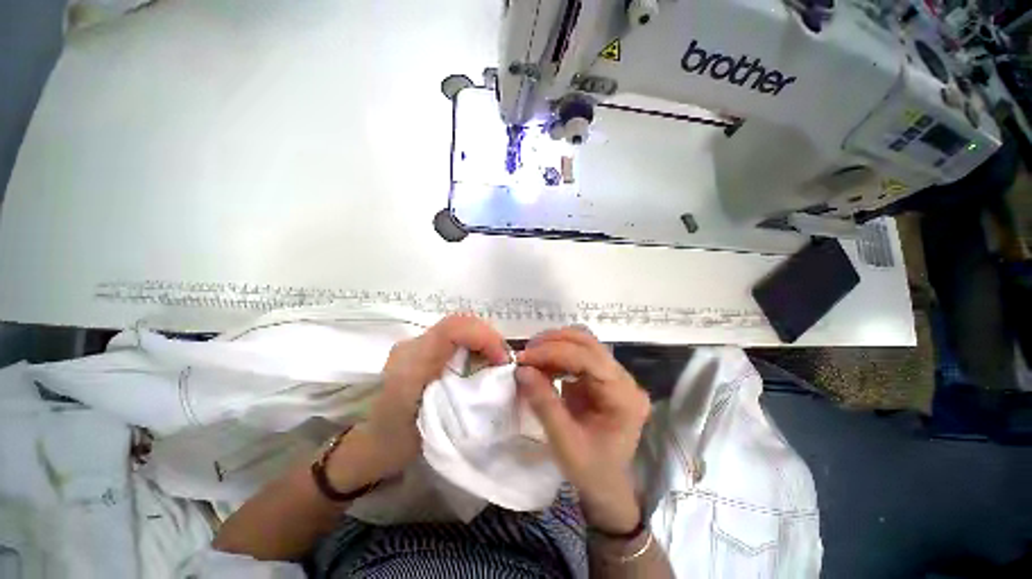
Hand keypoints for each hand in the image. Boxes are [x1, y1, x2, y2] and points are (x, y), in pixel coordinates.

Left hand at [358, 314, 509, 479]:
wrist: (373, 442)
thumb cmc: (401, 443)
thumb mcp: (438, 427)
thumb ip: (467, 396)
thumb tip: (499, 375)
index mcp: (411, 364)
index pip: (452, 329)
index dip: (484, 336)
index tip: (501, 359)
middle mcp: (411, 346)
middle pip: (458, 323)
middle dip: (488, 337)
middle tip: (503, 360)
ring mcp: (414, 344)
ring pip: (457, 327)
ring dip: (481, 339)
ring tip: (495, 361)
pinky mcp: (418, 348)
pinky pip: (452, 336)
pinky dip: (472, 344)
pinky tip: (478, 361)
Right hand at [515, 327, 650, 533]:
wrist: (607, 486)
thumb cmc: (591, 471)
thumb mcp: (564, 442)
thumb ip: (544, 403)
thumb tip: (521, 370)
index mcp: (624, 397)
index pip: (588, 359)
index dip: (554, 352)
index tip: (524, 358)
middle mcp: (624, 379)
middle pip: (588, 343)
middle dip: (553, 343)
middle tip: (526, 353)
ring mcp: (614, 376)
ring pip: (584, 343)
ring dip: (554, 345)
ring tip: (531, 357)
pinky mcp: (602, 376)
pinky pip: (579, 353)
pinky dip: (557, 354)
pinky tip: (542, 364)